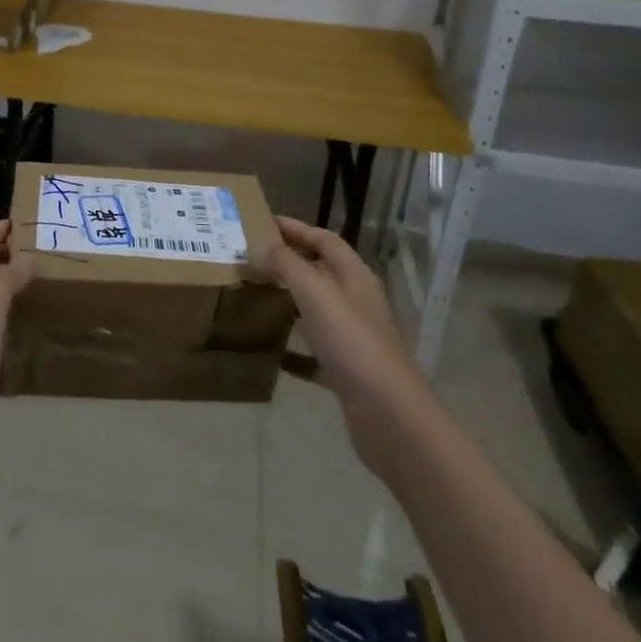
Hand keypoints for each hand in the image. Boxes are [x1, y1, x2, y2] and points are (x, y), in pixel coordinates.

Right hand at [255, 217, 424, 478]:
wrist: (390, 418)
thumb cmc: (353, 344)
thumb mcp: (316, 294)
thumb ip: (286, 264)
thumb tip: (257, 244)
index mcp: (354, 277)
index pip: (324, 240)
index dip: (295, 228)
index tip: (260, 223)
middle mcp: (356, 302)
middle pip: (320, 272)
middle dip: (287, 262)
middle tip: (250, 258)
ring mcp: (352, 339)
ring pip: (315, 310)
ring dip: (287, 301)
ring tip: (253, 296)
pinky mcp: (345, 373)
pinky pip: (312, 353)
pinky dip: (291, 348)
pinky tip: (268, 351)